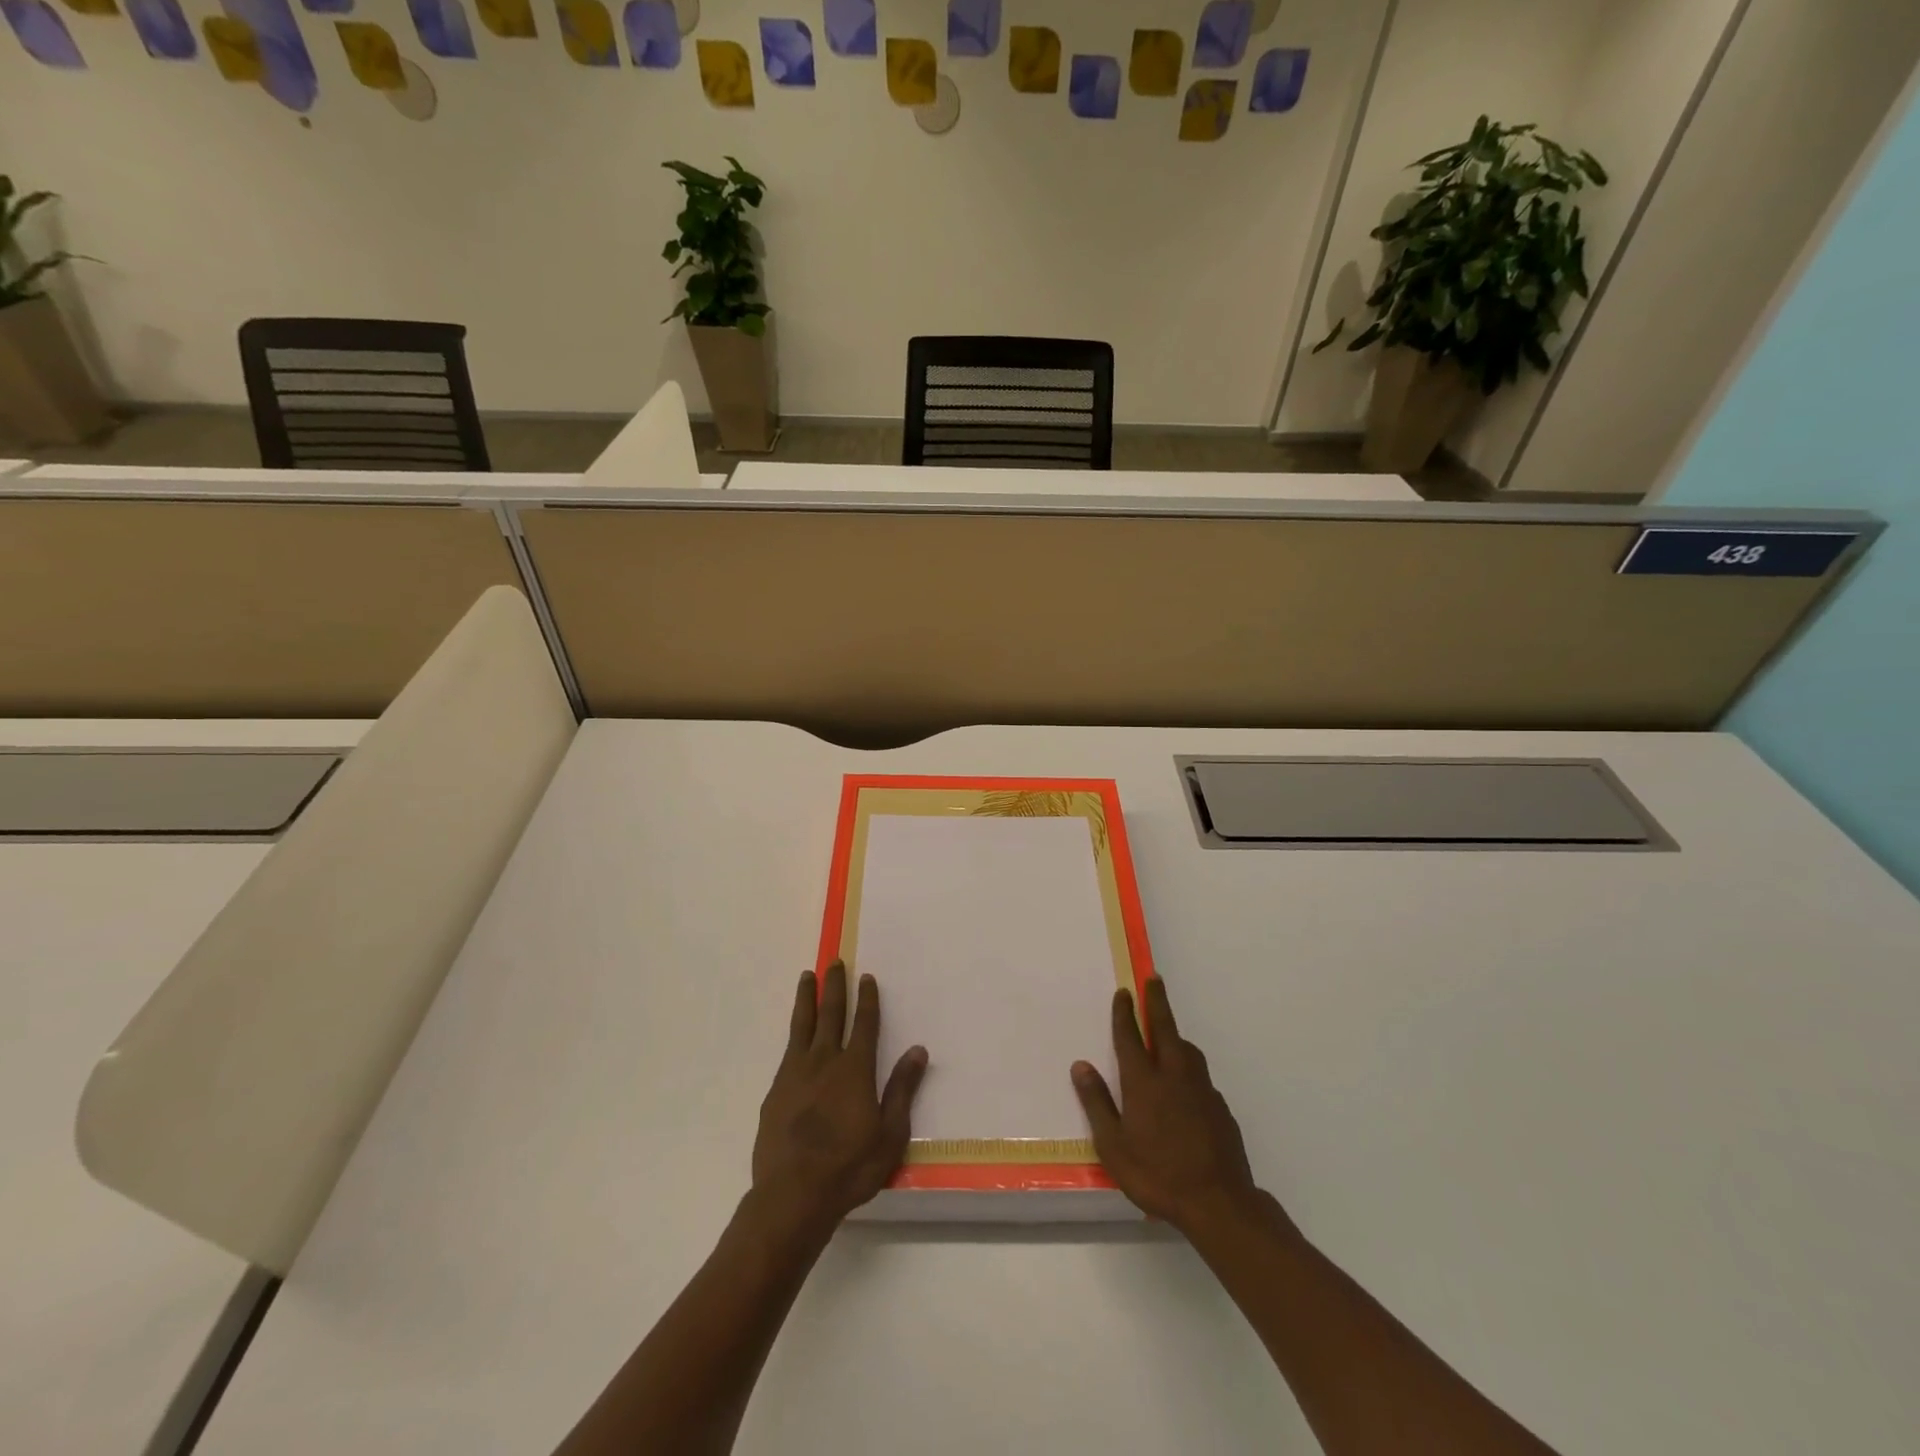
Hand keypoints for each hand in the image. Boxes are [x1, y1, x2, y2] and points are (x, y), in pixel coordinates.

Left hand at [751, 961, 927, 1238]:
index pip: (864, 1024)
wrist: (792, 1195)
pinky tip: (796, 1034)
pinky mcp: (775, 1091)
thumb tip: (918, 1050)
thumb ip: (902, 1089)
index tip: (866, 976)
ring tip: (807, 977)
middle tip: (834, 962)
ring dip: (807, 999)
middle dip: (835, 987)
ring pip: (802, 1025)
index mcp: (855, 1069)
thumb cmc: (849, 1168)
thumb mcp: (889, 1134)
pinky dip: (794, 1033)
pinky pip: (787, 1051)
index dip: (867, 999)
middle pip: (831, 1014)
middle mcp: (824, 1061)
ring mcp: (795, 1074)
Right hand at [1072, 977, 1261, 1233]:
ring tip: (1169, 1032)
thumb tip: (1080, 1065)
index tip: (1124, 992)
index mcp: (1144, 1082)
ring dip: (1176, 1034)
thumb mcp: (1114, 1145)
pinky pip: (1201, 1076)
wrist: (1218, 1202)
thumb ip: (1097, 1103)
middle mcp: (1173, 1076)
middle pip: (1164, 1029)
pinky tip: (1187, 1086)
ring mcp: (1201, 1090)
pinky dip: (1190, 1067)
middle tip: (1154, 979)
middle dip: (1157, 1002)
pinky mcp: (1220, 1107)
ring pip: (1188, 1050)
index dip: (1124, 1013)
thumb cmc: (1156, 1174)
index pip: (1130, 1037)